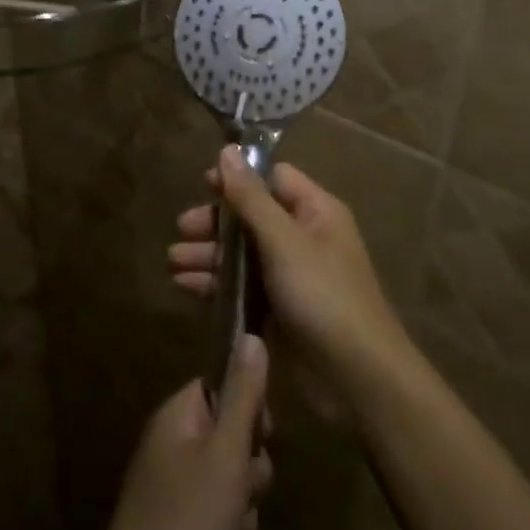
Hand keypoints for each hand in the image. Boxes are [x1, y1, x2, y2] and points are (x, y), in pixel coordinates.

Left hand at [83, 336, 273, 529]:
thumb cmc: (188, 522)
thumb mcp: (226, 454)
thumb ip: (243, 396)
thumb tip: (250, 334)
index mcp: (176, 416)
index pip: (219, 383)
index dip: (247, 404)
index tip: (261, 432)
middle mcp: (170, 442)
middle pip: (228, 429)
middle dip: (249, 459)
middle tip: (245, 484)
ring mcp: (171, 484)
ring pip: (228, 471)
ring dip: (242, 495)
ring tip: (235, 522)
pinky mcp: (177, 521)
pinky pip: (216, 506)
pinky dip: (229, 522)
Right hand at [168, 149, 409, 400]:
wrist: (356, 377)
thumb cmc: (324, 296)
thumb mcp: (284, 241)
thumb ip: (251, 198)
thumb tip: (227, 151)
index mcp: (316, 212)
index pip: (273, 179)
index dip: (239, 178)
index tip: (202, 184)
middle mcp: (303, 238)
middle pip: (251, 217)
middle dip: (215, 223)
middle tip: (181, 229)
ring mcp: (290, 276)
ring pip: (242, 254)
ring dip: (208, 254)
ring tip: (173, 261)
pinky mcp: (278, 309)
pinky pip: (241, 286)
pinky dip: (215, 283)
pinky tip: (184, 286)